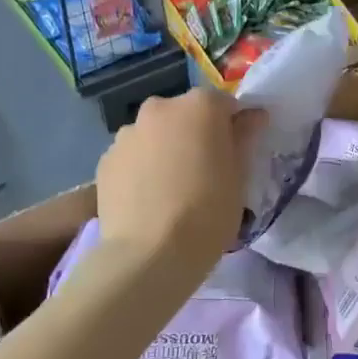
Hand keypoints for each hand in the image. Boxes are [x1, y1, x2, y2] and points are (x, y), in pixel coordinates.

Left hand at [96, 90, 265, 274]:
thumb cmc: (208, 211)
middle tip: (205, 170)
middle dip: (196, 134)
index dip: (232, 126)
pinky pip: (133, 156)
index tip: (236, 153)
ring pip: (155, 134)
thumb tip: (252, 116)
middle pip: (185, 114)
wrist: (150, 254)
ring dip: (166, 149)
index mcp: (200, 106)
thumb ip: (244, 137)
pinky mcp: (105, 160)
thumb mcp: (240, 176)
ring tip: (172, 188)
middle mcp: (160, 108)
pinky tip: (149, 199)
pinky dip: (142, 168)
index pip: (224, 104)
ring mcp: (127, 133)